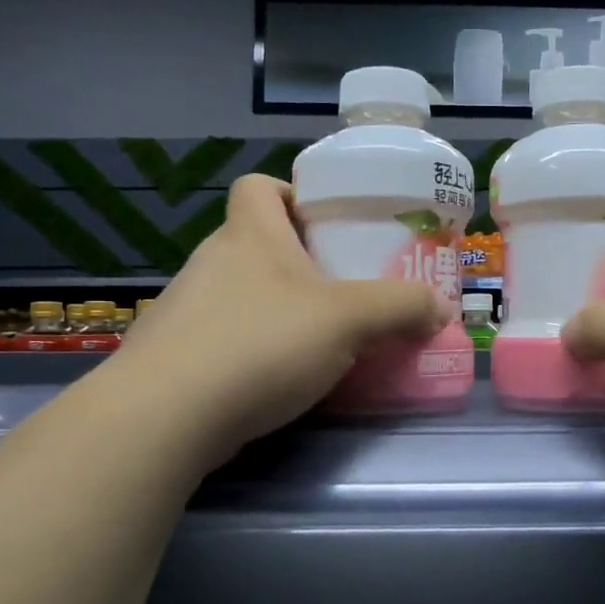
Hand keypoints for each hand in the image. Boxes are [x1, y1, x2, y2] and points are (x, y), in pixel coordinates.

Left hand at [117, 175, 447, 471]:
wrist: (164, 417)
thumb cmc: (261, 344)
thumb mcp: (349, 320)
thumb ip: (401, 308)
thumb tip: (440, 308)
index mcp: (250, 234)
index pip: (259, 186)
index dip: (293, 195)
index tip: (328, 226)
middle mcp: (212, 262)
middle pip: (259, 244)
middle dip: (302, 264)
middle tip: (345, 293)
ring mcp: (186, 311)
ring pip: (244, 295)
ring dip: (280, 311)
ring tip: (322, 343)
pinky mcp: (175, 357)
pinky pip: (227, 339)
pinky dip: (256, 351)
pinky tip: (280, 382)